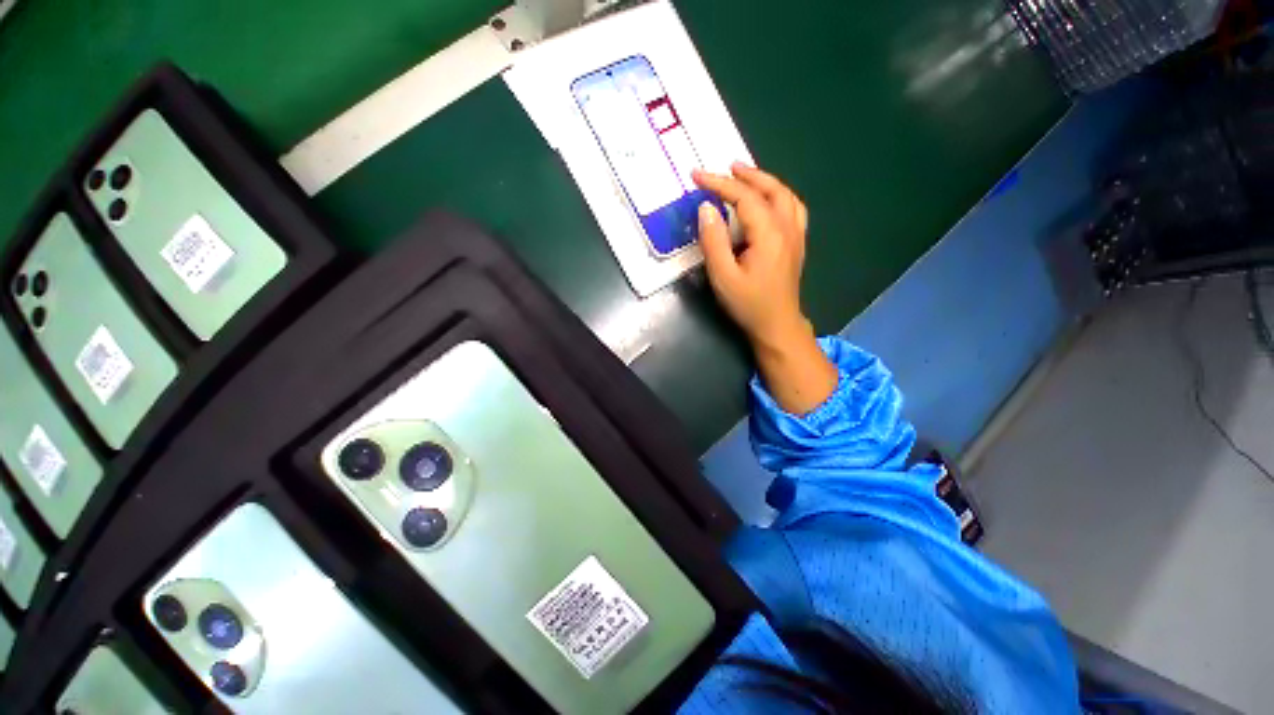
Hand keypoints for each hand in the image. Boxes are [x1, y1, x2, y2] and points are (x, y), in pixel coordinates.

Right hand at [692, 163, 807, 350]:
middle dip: (746, 175)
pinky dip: (780, 195)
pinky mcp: (797, 244)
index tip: (697, 176)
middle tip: (725, 168)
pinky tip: (770, 199)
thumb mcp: (723, 277)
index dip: (719, 184)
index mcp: (768, 234)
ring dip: (766, 181)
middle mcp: (787, 228)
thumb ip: (713, 241)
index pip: (744, 197)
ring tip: (746, 175)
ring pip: (785, 196)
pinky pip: (793, 208)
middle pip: (770, 189)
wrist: (777, 326)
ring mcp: (796, 235)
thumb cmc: (748, 304)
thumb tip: (706, 209)